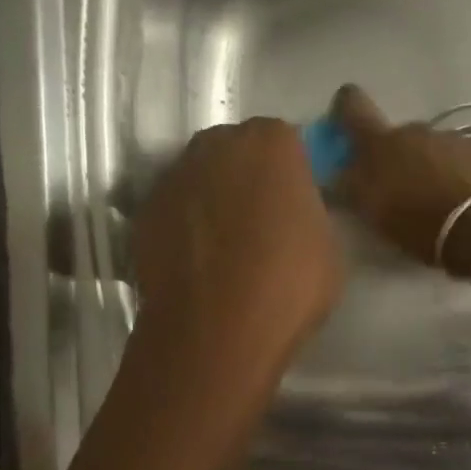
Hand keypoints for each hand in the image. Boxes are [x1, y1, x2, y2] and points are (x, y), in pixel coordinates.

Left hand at [133, 119, 342, 367]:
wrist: (218, 327)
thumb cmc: (289, 282)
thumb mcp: (327, 245)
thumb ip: (308, 213)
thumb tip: (292, 216)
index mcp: (272, 143)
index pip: (285, 142)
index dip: (290, 174)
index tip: (295, 204)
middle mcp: (216, 145)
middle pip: (236, 152)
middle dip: (247, 178)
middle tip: (262, 223)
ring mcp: (174, 177)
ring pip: (200, 179)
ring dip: (212, 201)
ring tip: (226, 250)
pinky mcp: (143, 213)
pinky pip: (174, 211)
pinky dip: (184, 228)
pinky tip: (198, 265)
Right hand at [331, 86, 470, 266]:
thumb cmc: (416, 222)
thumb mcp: (372, 211)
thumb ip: (350, 187)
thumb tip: (336, 175)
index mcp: (381, 142)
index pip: (352, 107)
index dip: (344, 109)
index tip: (343, 120)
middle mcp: (415, 130)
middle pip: (396, 136)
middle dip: (394, 158)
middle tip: (398, 191)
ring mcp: (452, 139)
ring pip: (430, 149)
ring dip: (427, 168)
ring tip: (433, 203)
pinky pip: (459, 161)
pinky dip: (454, 176)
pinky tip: (458, 203)